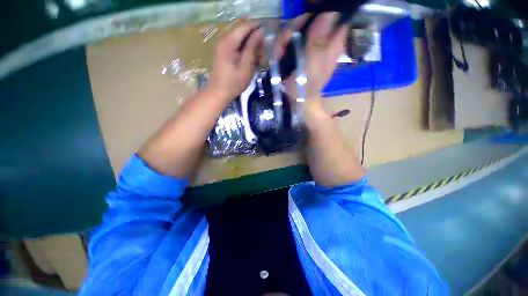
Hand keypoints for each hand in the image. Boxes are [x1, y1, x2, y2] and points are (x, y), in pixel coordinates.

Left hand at [208, 21, 263, 101]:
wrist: (219, 92)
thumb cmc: (234, 82)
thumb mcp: (246, 66)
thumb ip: (253, 47)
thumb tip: (260, 31)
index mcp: (229, 41)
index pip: (245, 25)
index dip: (257, 27)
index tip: (267, 35)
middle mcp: (224, 39)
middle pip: (243, 31)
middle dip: (255, 39)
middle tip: (263, 54)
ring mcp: (223, 45)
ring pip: (241, 39)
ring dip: (251, 47)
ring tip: (259, 60)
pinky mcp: (224, 51)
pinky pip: (237, 46)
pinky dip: (246, 51)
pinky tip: (251, 61)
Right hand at [279, 13, 347, 99]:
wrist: (299, 99)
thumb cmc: (307, 85)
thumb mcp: (312, 65)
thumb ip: (318, 40)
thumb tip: (329, 12)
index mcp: (334, 41)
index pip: (336, 14)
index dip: (323, 10)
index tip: (307, 16)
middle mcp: (323, 39)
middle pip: (312, 17)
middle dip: (296, 26)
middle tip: (286, 41)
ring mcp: (310, 44)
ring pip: (299, 27)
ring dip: (285, 39)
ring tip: (280, 54)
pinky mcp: (300, 50)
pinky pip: (291, 38)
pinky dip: (283, 46)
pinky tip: (279, 56)